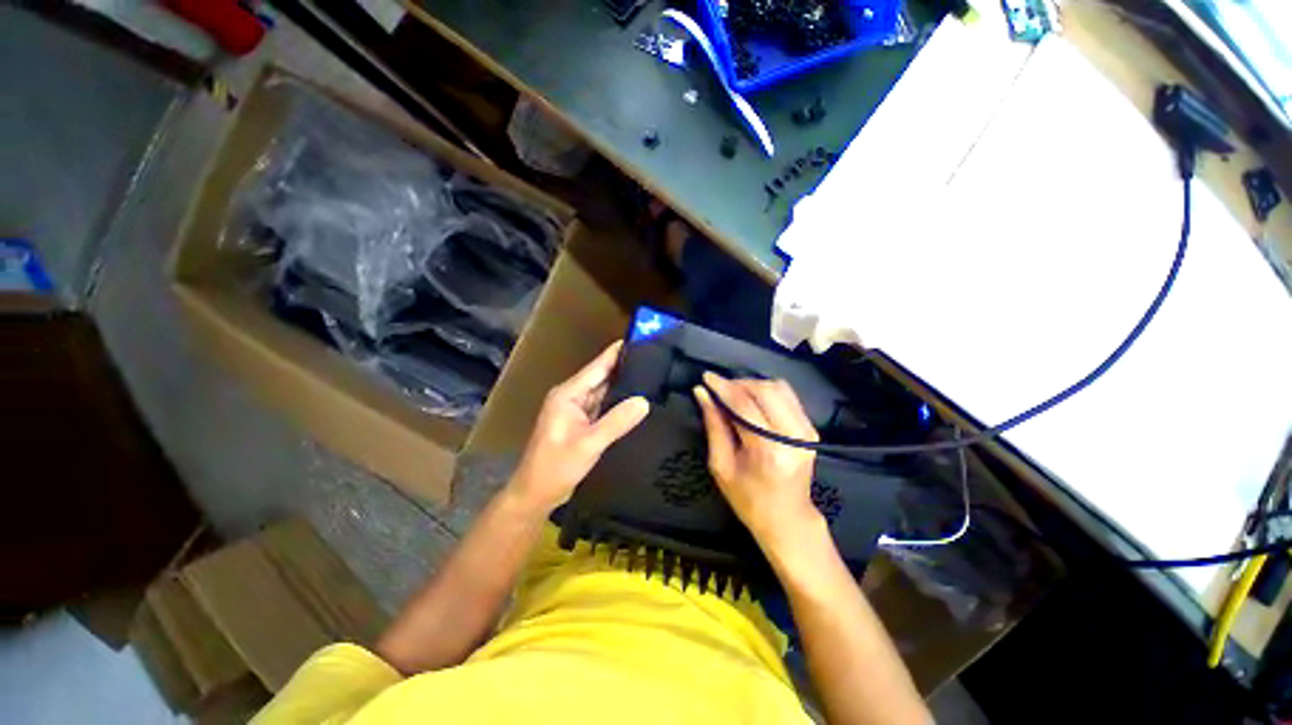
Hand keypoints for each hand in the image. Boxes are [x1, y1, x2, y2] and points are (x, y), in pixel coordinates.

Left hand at [510, 341, 649, 511]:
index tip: (638, 340)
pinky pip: (602, 407)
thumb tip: (644, 401)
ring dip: (622, 385)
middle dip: (623, 367)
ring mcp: (576, 411)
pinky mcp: (581, 423)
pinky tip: (633, 400)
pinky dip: (617, 403)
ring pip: (603, 392)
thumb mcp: (589, 444)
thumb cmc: (556, 467)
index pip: (596, 367)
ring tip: (649, 375)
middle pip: (601, 377)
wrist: (536, 494)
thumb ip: (617, 422)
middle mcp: (572, 397)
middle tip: (652, 358)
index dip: (616, 353)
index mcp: (568, 394)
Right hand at [693, 372, 823, 549]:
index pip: (744, 404)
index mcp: (768, 450)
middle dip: (738, 384)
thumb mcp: (721, 465)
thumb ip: (713, 425)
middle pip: (764, 390)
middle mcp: (793, 435)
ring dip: (752, 385)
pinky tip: (752, 401)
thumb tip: (702, 394)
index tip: (706, 377)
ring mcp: (806, 431)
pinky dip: (766, 392)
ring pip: (778, 388)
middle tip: (719, 389)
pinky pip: (788, 396)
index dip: (723, 387)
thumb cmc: (748, 498)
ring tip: (734, 394)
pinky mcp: (811, 428)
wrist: (787, 518)